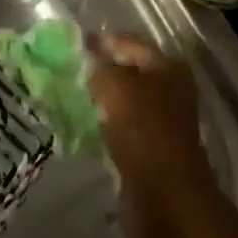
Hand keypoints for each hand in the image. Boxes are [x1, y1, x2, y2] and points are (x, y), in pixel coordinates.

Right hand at [86, 32, 222, 237]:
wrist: (165, 197)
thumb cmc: (143, 131)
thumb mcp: (115, 85)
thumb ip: (100, 68)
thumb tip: (91, 66)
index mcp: (168, 67)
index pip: (130, 42)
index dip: (102, 40)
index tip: (72, 43)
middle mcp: (170, 89)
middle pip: (129, 71)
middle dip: (100, 70)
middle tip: (67, 70)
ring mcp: (163, 122)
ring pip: (124, 100)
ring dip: (101, 99)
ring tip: (70, 96)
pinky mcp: (152, 149)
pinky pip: (122, 127)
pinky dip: (105, 125)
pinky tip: (83, 124)